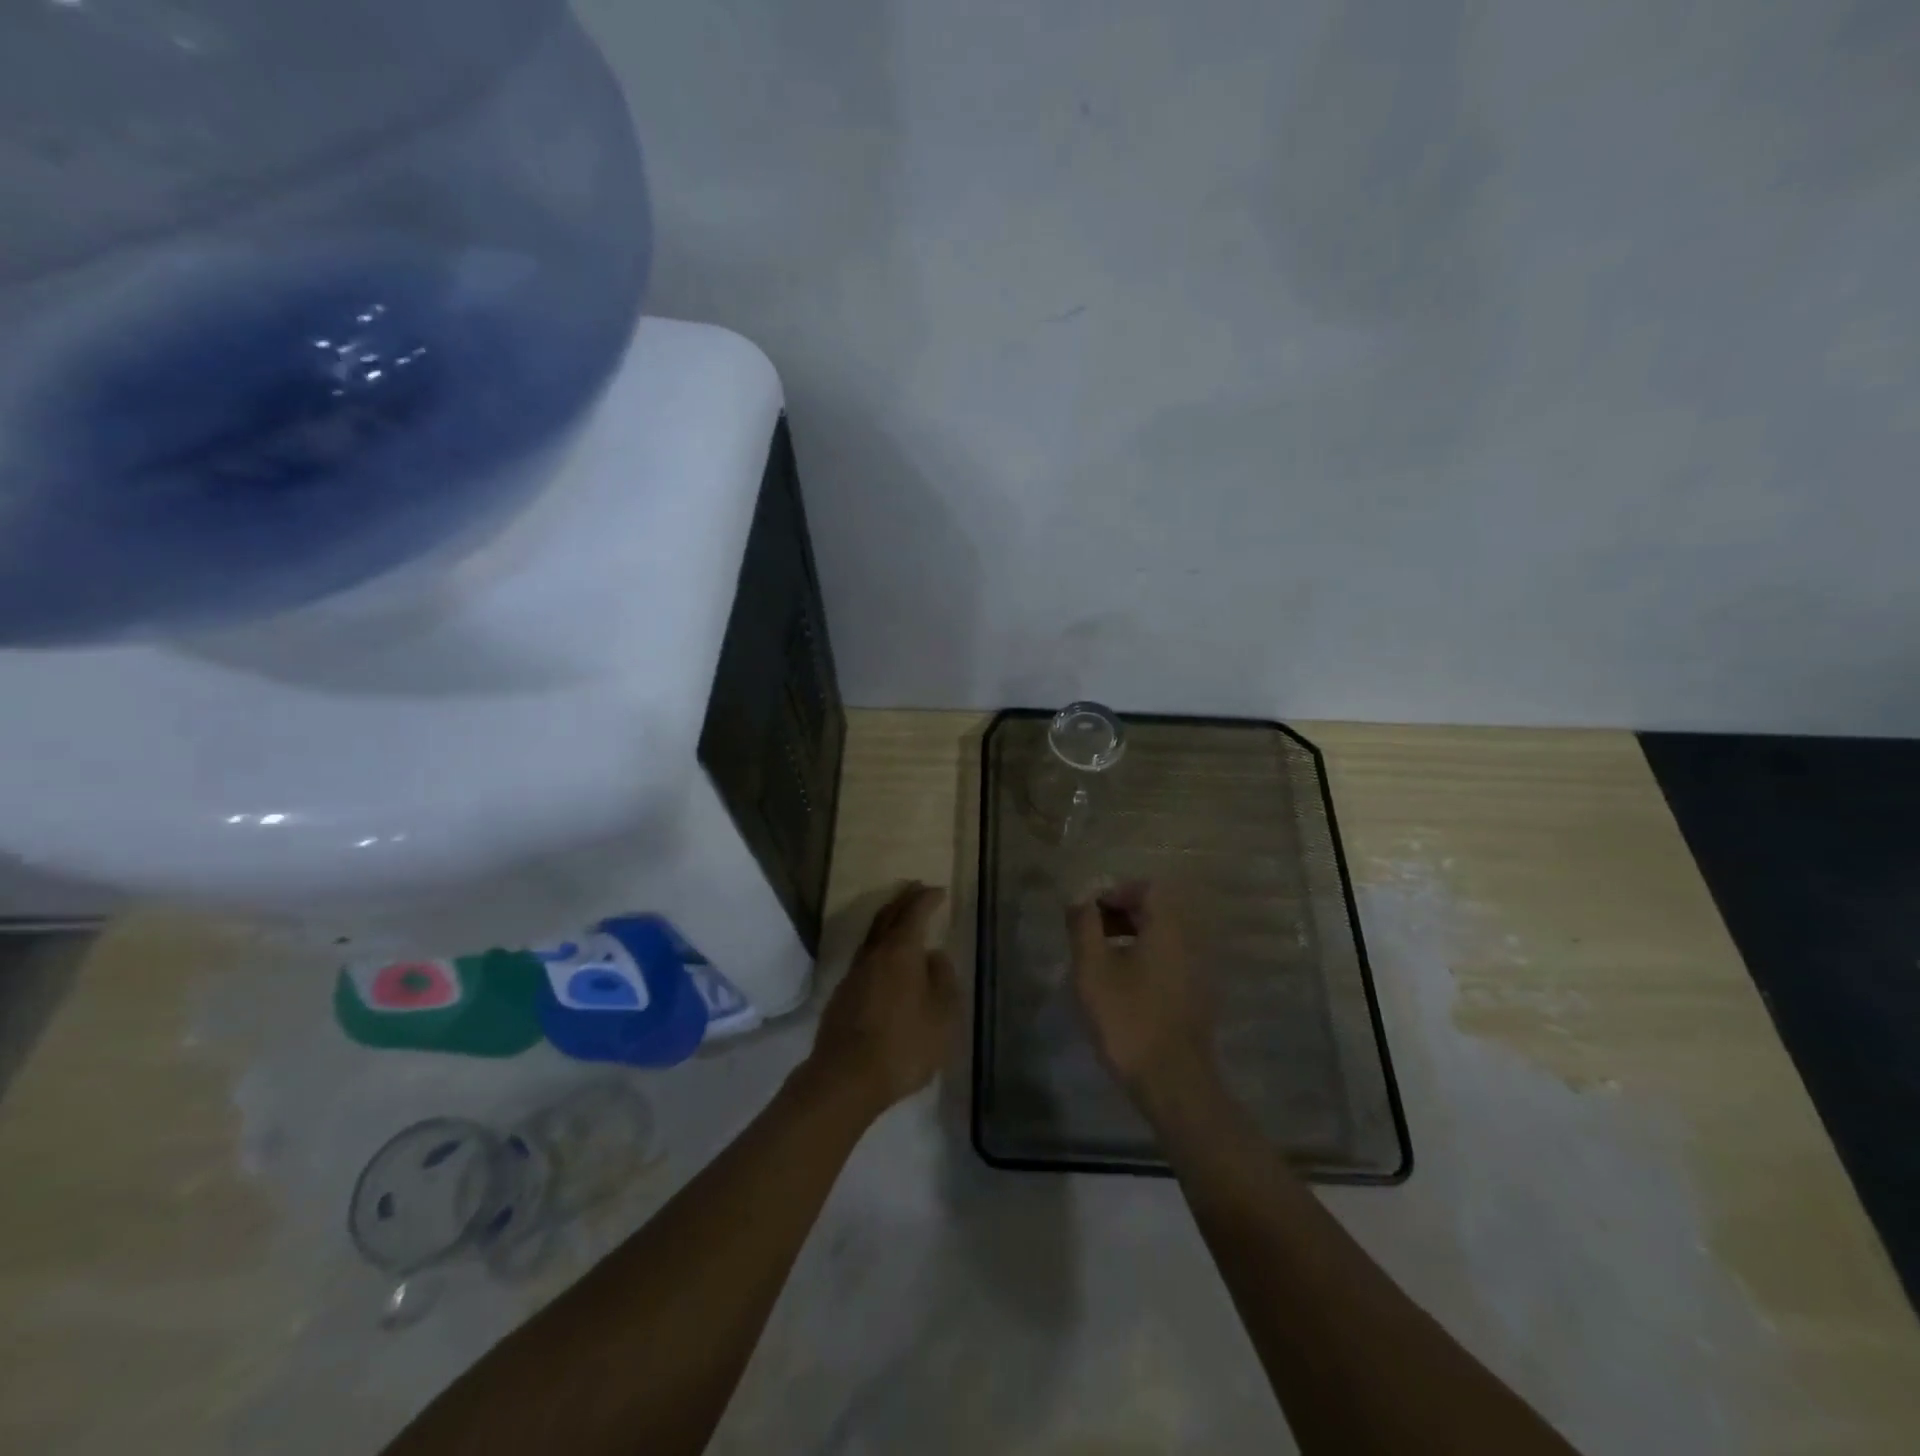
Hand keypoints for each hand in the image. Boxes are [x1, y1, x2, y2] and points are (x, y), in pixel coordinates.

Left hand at [807, 883, 960, 1117]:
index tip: (939, 891)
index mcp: (900, 952)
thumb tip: (935, 957)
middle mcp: (874, 954)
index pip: (914, 913)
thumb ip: (943, 981)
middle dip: (904, 899)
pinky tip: (886, 960)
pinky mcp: (842, 995)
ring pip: (873, 936)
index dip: (927, 899)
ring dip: (888, 920)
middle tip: (917, 888)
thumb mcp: (942, 1016)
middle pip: (887, 916)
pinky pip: (865, 957)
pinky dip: (879, 946)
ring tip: (902, 917)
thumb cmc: (903, 1045)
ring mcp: (854, 974)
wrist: (845, 1078)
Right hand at [1067, 881, 1217, 1107]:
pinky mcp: (1197, 996)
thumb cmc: (1129, 1019)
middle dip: (1120, 914)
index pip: (1147, 888)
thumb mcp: (1093, 969)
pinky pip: (1169, 961)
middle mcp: (1190, 941)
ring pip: (1162, 938)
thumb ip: (1084, 926)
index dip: (1115, 892)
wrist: (1174, 1082)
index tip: (1089, 914)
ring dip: (1131, 938)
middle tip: (1090, 935)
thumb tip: (1080, 899)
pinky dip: (1145, 960)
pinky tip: (1122, 987)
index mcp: (1168, 928)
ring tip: (1100, 961)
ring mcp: (1198, 970)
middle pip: (1157, 910)